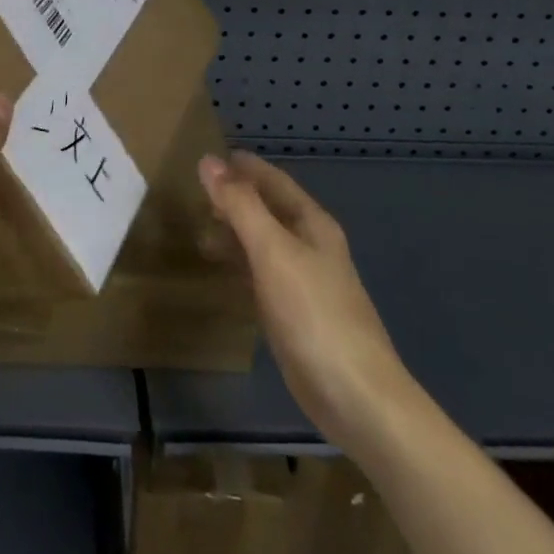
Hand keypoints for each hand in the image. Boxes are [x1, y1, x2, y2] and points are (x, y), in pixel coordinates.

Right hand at [199, 150, 411, 451]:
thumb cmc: (314, 313)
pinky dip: (240, 265)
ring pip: (264, 243)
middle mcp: (311, 246)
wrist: (357, 397)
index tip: (209, 157)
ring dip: (235, 232)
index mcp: (312, 224)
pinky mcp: (295, 314)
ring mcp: (305, 282)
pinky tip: (222, 271)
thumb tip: (208, 161)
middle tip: (195, 194)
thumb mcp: (272, 251)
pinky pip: (262, 275)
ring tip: (200, 231)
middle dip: (236, 198)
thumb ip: (240, 205)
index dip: (244, 167)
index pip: (274, 180)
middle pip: (269, 209)